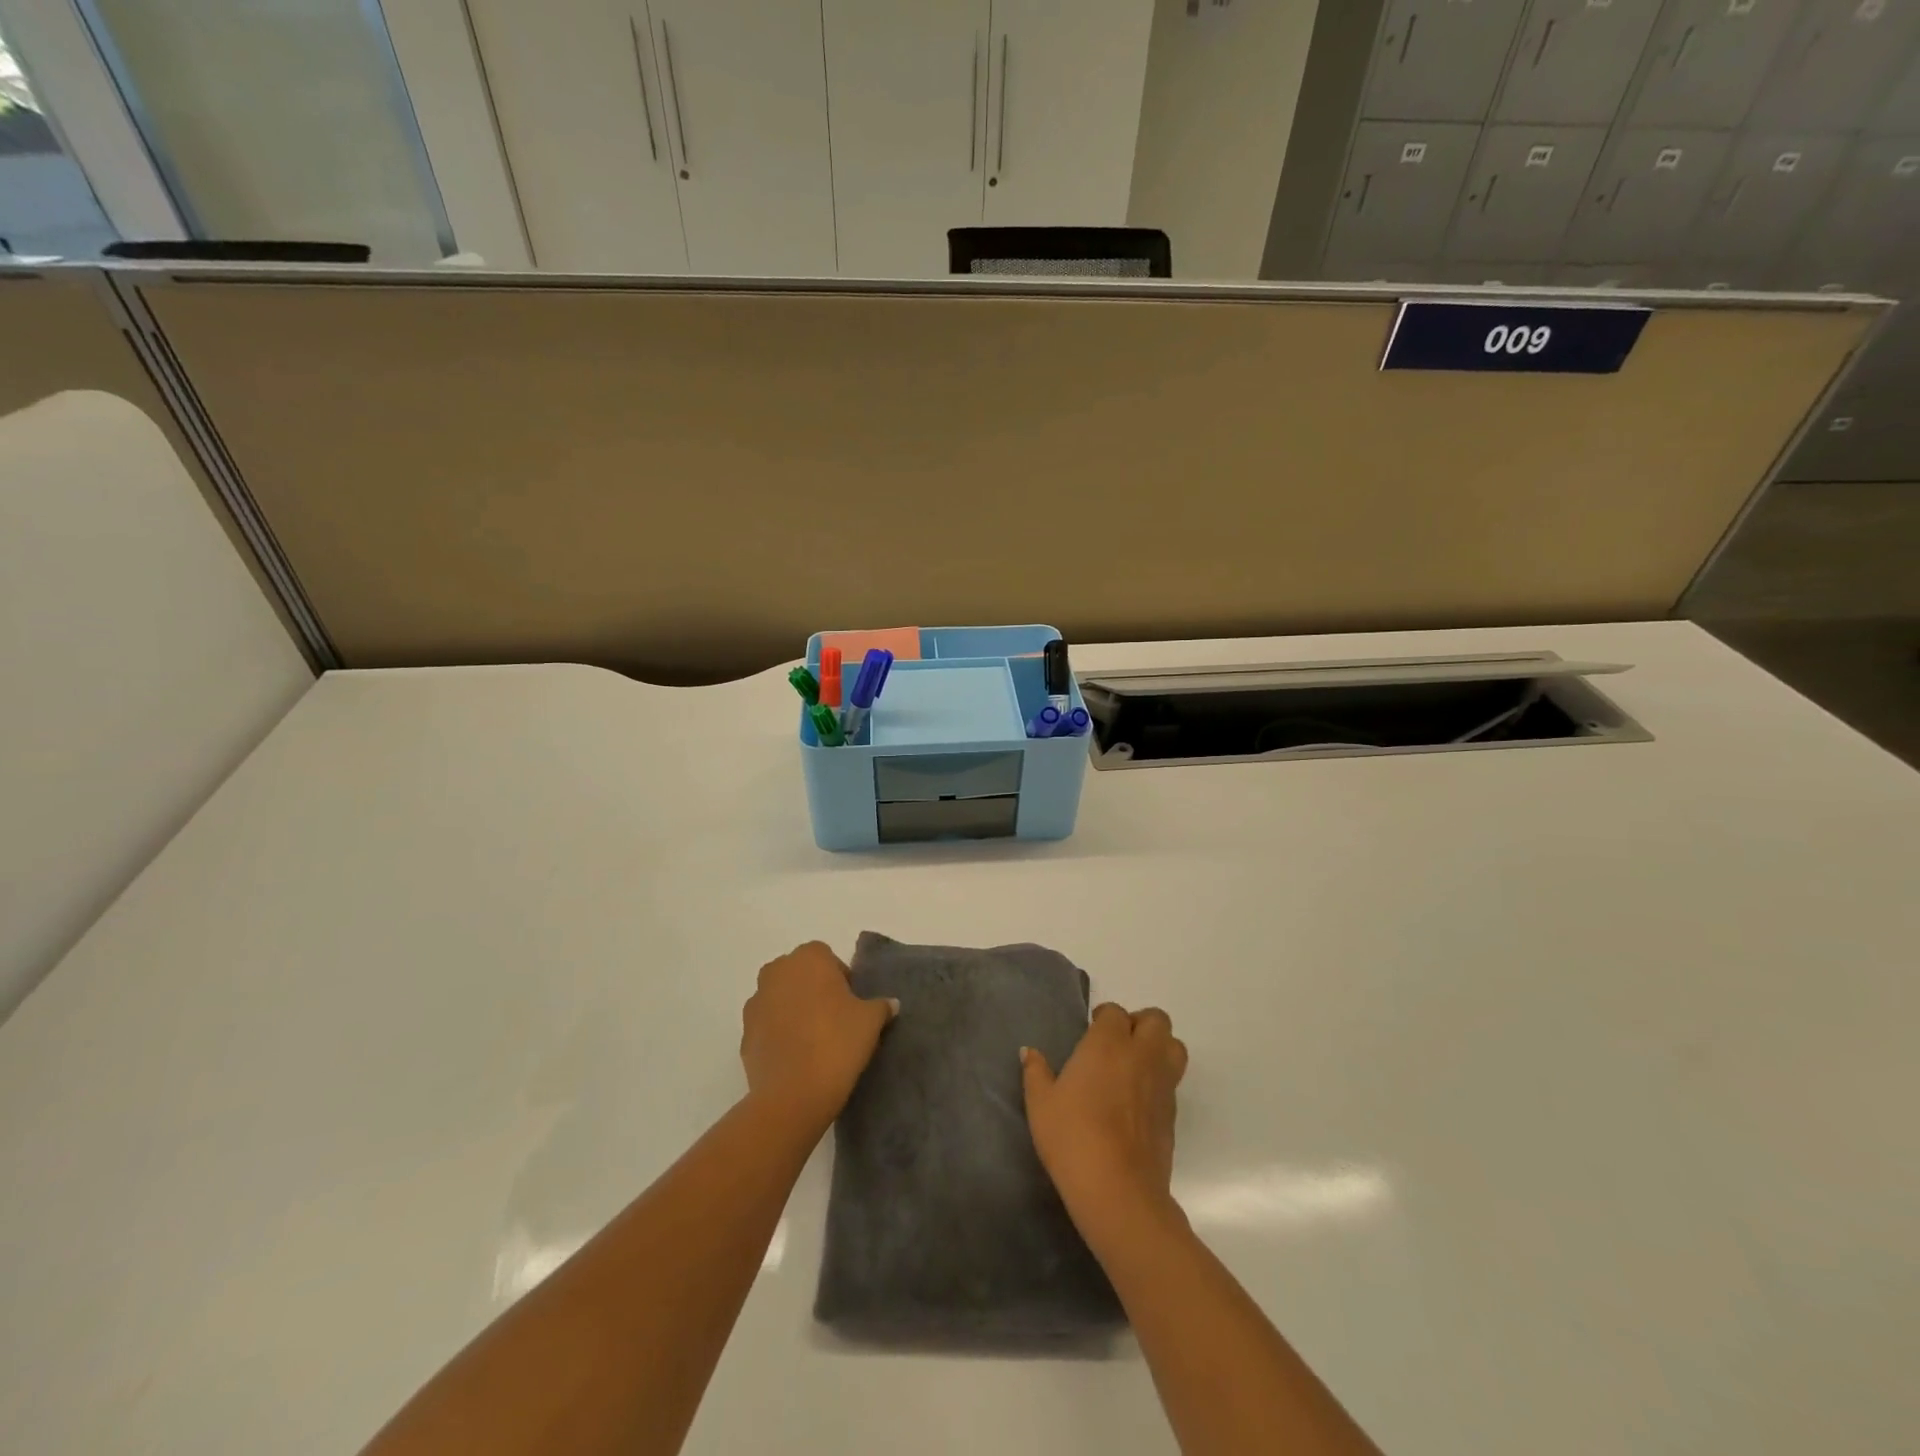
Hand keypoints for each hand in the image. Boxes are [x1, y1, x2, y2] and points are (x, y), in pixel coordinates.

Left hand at [740, 942, 896, 1134]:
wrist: (793, 1094)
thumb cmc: (837, 1042)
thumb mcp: (871, 1021)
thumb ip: (881, 1006)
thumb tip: (890, 1004)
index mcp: (808, 958)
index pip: (827, 958)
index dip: (841, 979)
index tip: (851, 1004)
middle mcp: (776, 972)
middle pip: (800, 974)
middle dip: (814, 991)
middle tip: (835, 1020)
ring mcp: (756, 1003)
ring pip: (780, 999)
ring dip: (794, 1011)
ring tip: (814, 1041)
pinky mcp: (744, 1034)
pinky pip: (768, 1026)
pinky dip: (779, 1035)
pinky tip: (797, 1057)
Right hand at [1022, 1003, 1187, 1226]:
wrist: (1118, 1190)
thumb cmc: (1072, 1137)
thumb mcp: (1041, 1104)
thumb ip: (1036, 1072)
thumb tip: (1029, 1052)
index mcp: (1108, 1044)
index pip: (1115, 1013)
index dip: (1104, 1018)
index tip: (1090, 1034)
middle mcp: (1141, 1055)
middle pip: (1157, 1020)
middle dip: (1140, 1024)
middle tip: (1117, 1043)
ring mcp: (1162, 1084)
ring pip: (1174, 1046)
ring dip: (1158, 1047)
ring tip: (1135, 1066)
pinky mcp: (1172, 1114)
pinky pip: (1172, 1081)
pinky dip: (1159, 1080)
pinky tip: (1137, 1102)